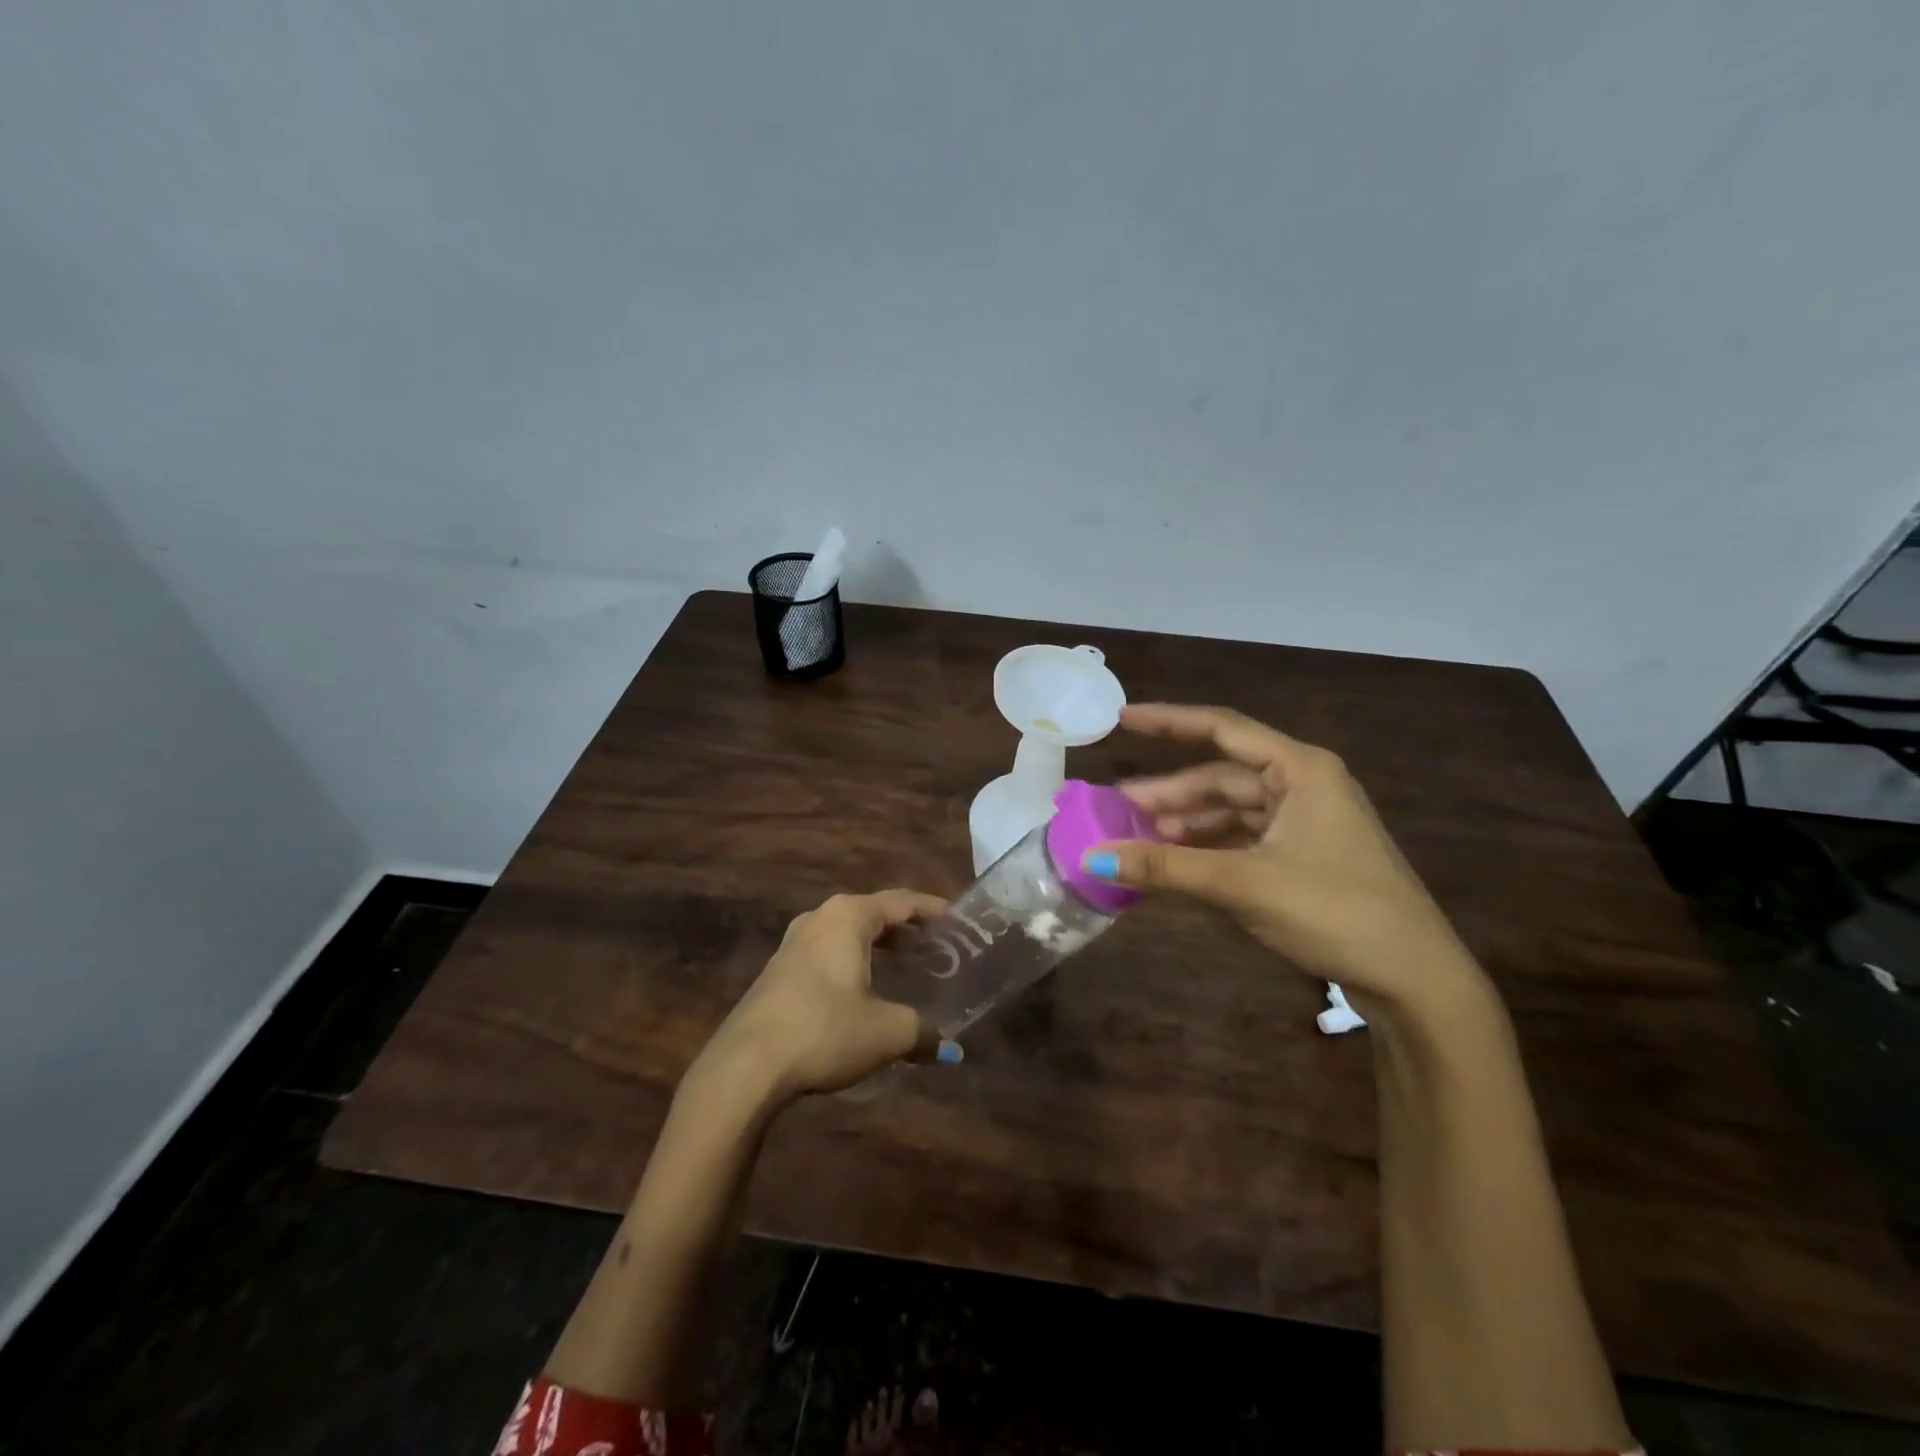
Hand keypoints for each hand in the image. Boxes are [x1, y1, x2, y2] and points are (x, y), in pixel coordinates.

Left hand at [699, 890, 954, 1102]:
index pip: (901, 901)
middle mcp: (819, 918)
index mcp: (848, 917)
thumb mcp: (886, 1032)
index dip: (933, 909)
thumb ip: (923, 1032)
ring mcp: (793, 943)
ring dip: (878, 944)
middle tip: (938, 944)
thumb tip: (952, 1050)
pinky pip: (828, 951)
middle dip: (907, 927)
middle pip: (874, 912)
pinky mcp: (778, 971)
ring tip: (907, 963)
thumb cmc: (824, 1031)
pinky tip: (864, 987)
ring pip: (847, 932)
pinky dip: (854, 959)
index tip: (959, 919)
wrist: (746, 1066)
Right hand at [1087, 703, 1485, 1010]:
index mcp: (1301, 770)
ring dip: (1187, 824)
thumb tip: (1092, 857)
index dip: (1168, 722)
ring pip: (1231, 810)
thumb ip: (1166, 868)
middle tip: (1117, 808)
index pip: (1222, 729)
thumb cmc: (1336, 912)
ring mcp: (1307, 822)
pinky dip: (1207, 848)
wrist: (1416, 981)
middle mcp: (1304, 785)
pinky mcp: (1306, 856)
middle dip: (1170, 793)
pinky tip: (1176, 862)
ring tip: (1139, 839)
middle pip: (1222, 777)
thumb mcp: (1244, 884)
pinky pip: (1243, 839)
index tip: (1122, 721)